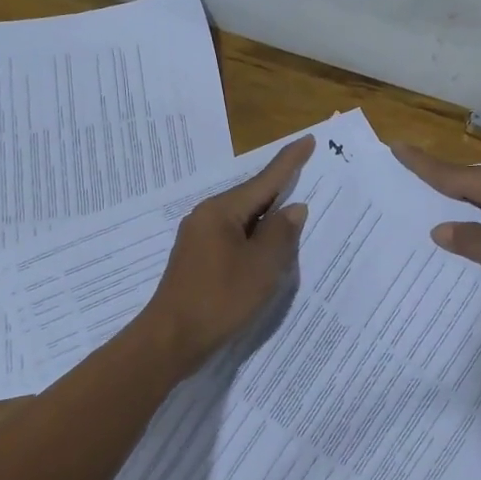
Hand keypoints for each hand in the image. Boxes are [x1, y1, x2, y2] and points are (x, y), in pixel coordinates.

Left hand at [138, 135, 313, 369]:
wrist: (171, 339)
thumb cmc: (220, 299)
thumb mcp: (261, 266)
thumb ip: (281, 234)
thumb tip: (293, 208)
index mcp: (221, 211)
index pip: (264, 180)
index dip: (289, 161)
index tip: (308, 140)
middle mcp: (206, 216)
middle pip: (252, 197)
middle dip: (280, 189)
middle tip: (308, 176)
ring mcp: (199, 238)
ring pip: (243, 219)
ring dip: (268, 218)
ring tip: (295, 215)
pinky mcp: (197, 258)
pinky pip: (234, 236)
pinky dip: (254, 237)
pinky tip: (268, 247)